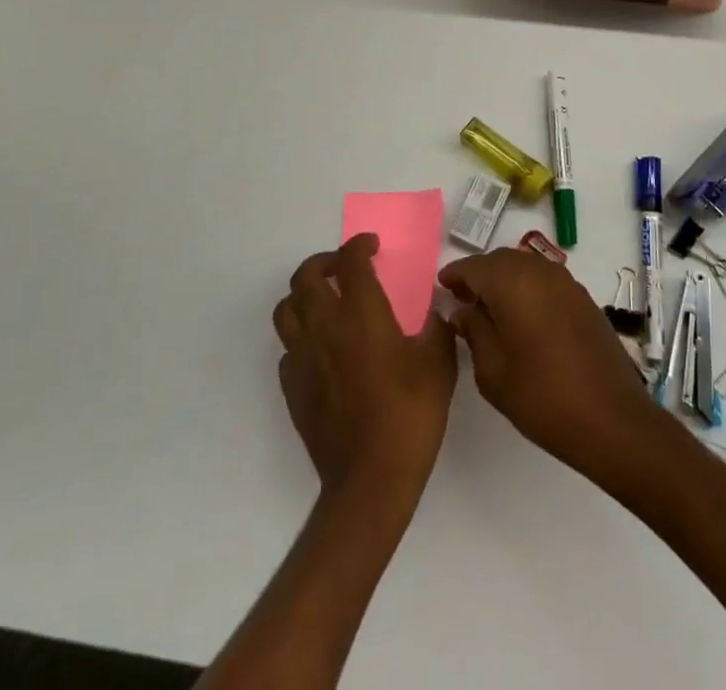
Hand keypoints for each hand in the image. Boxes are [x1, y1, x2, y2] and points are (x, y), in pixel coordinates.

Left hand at [273, 235, 457, 501]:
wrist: (370, 481)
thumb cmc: (410, 417)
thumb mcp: (439, 367)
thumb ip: (436, 329)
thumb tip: (434, 311)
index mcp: (361, 314)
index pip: (350, 261)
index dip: (359, 245)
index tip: (371, 246)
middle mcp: (325, 327)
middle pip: (306, 276)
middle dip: (324, 262)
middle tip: (344, 267)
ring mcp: (303, 358)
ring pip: (286, 309)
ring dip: (303, 295)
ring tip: (324, 300)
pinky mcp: (293, 388)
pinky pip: (288, 348)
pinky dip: (300, 336)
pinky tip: (321, 348)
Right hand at [439, 248, 675, 493]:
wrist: (612, 419)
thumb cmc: (542, 397)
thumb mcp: (492, 371)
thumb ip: (472, 330)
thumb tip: (460, 308)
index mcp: (512, 282)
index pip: (473, 266)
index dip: (454, 276)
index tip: (441, 290)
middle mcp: (539, 271)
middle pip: (499, 260)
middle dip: (479, 275)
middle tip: (461, 301)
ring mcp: (566, 282)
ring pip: (524, 267)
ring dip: (504, 280)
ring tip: (489, 311)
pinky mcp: (583, 298)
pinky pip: (544, 281)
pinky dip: (527, 289)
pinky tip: (522, 318)